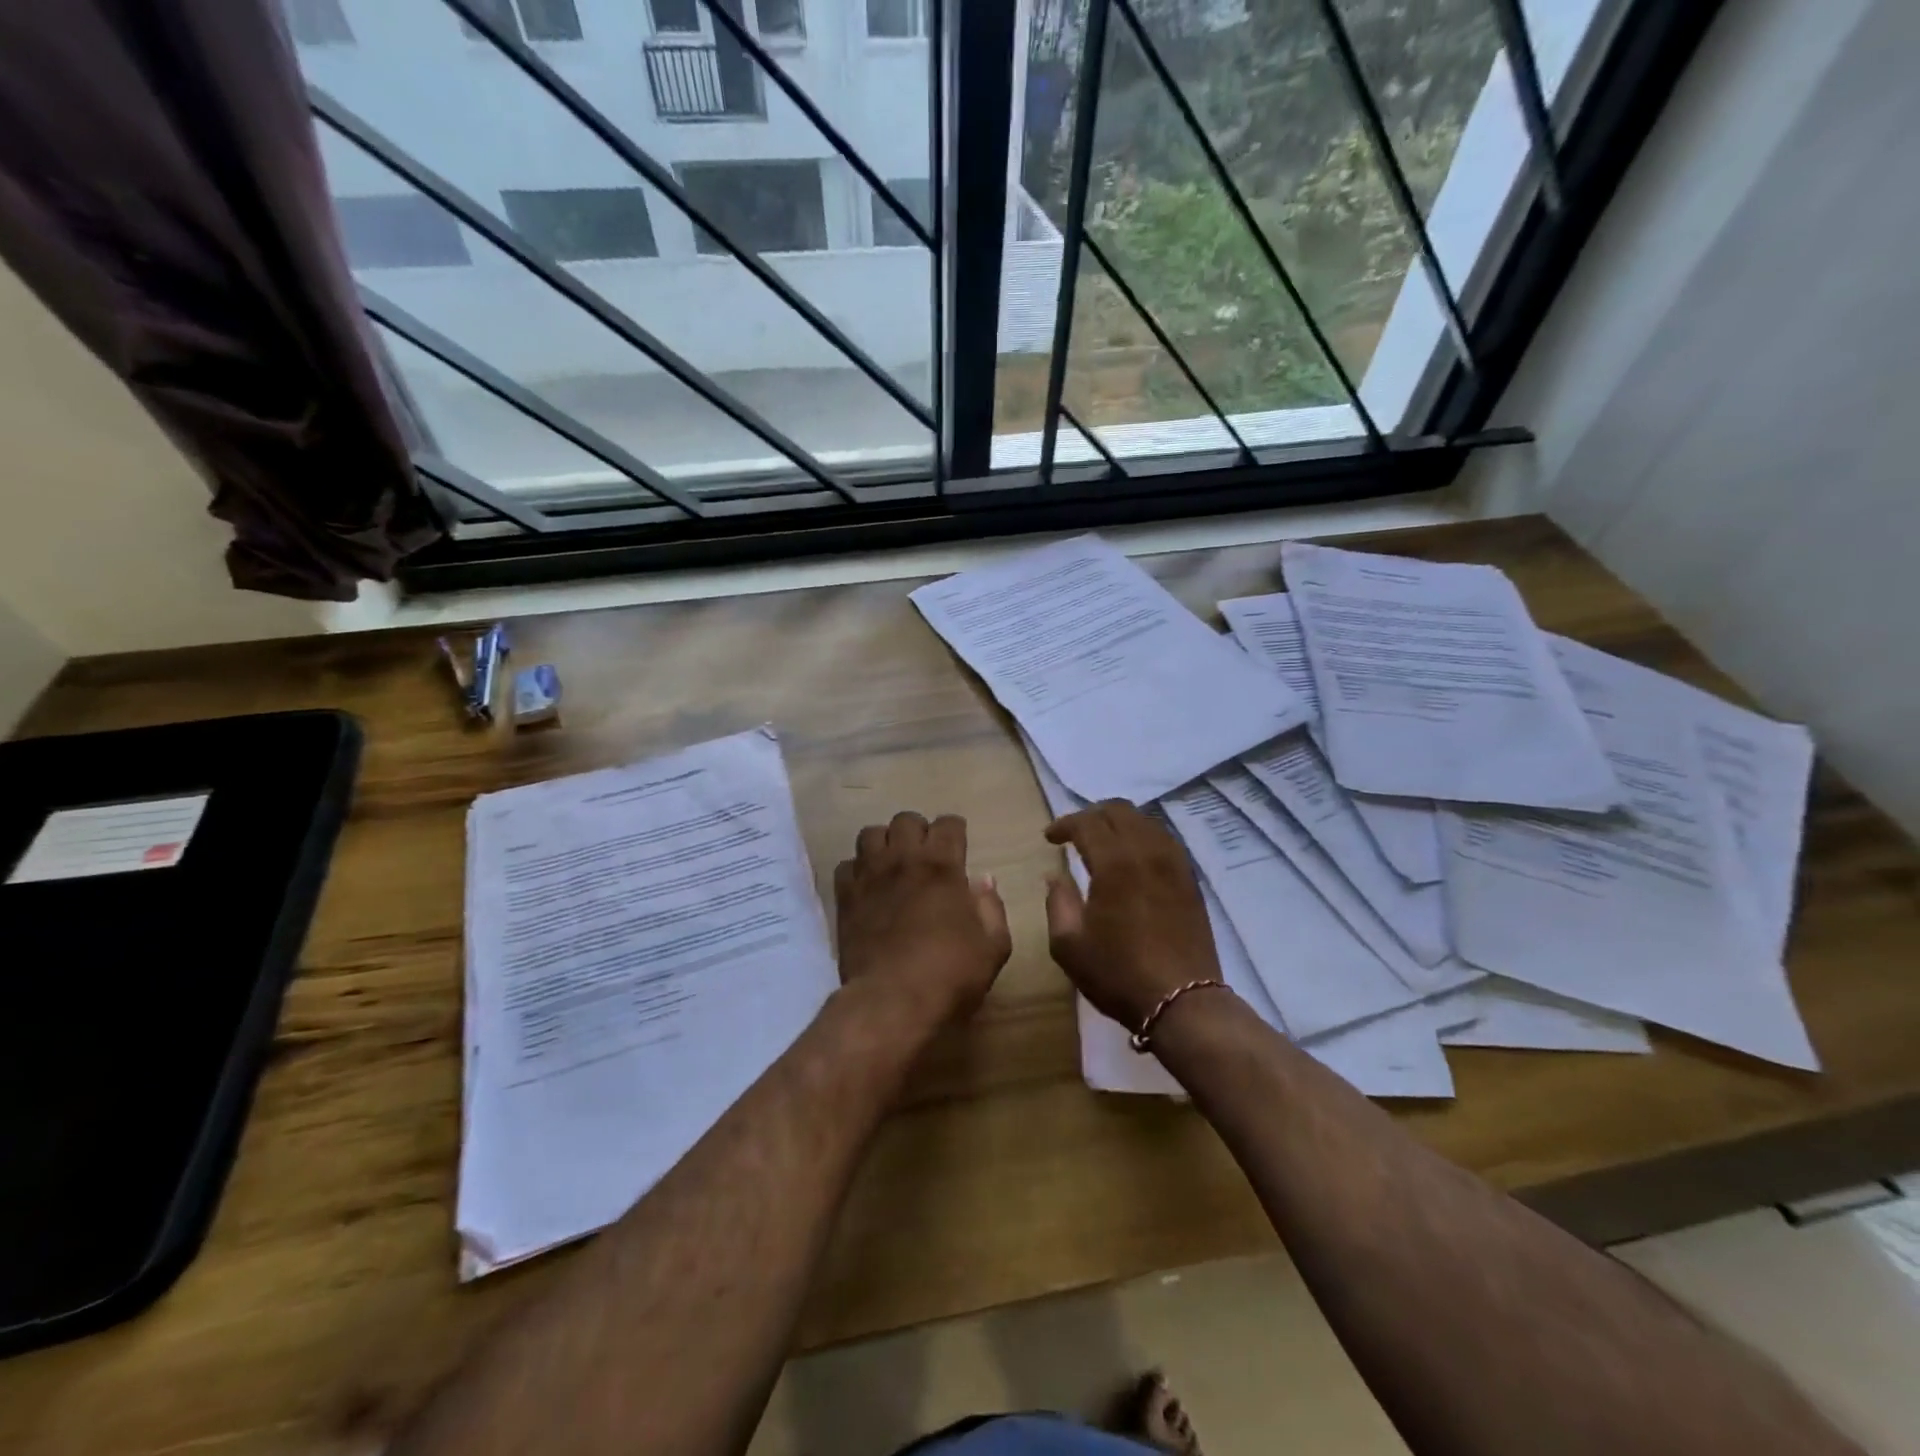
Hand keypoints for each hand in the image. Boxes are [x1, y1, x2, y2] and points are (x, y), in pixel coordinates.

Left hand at [834, 812, 1011, 1025]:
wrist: (891, 1001)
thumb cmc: (950, 975)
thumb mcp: (993, 947)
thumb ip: (992, 908)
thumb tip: (984, 880)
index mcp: (943, 867)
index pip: (948, 824)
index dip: (955, 831)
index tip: (958, 846)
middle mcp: (903, 860)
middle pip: (906, 820)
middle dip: (919, 831)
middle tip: (926, 856)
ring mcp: (870, 876)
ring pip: (871, 834)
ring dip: (885, 843)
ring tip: (893, 864)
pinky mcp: (845, 897)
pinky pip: (846, 865)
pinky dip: (857, 870)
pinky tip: (868, 888)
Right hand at [1044, 801, 1220, 1029]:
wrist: (1183, 1002)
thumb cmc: (1118, 973)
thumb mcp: (1069, 944)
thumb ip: (1057, 902)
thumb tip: (1055, 875)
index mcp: (1115, 862)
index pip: (1087, 822)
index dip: (1064, 824)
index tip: (1050, 838)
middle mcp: (1147, 851)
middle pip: (1119, 810)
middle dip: (1092, 815)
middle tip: (1074, 834)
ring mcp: (1174, 863)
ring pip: (1145, 821)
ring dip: (1120, 823)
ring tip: (1103, 843)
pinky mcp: (1190, 879)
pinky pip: (1164, 840)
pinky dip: (1142, 837)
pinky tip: (1133, 859)